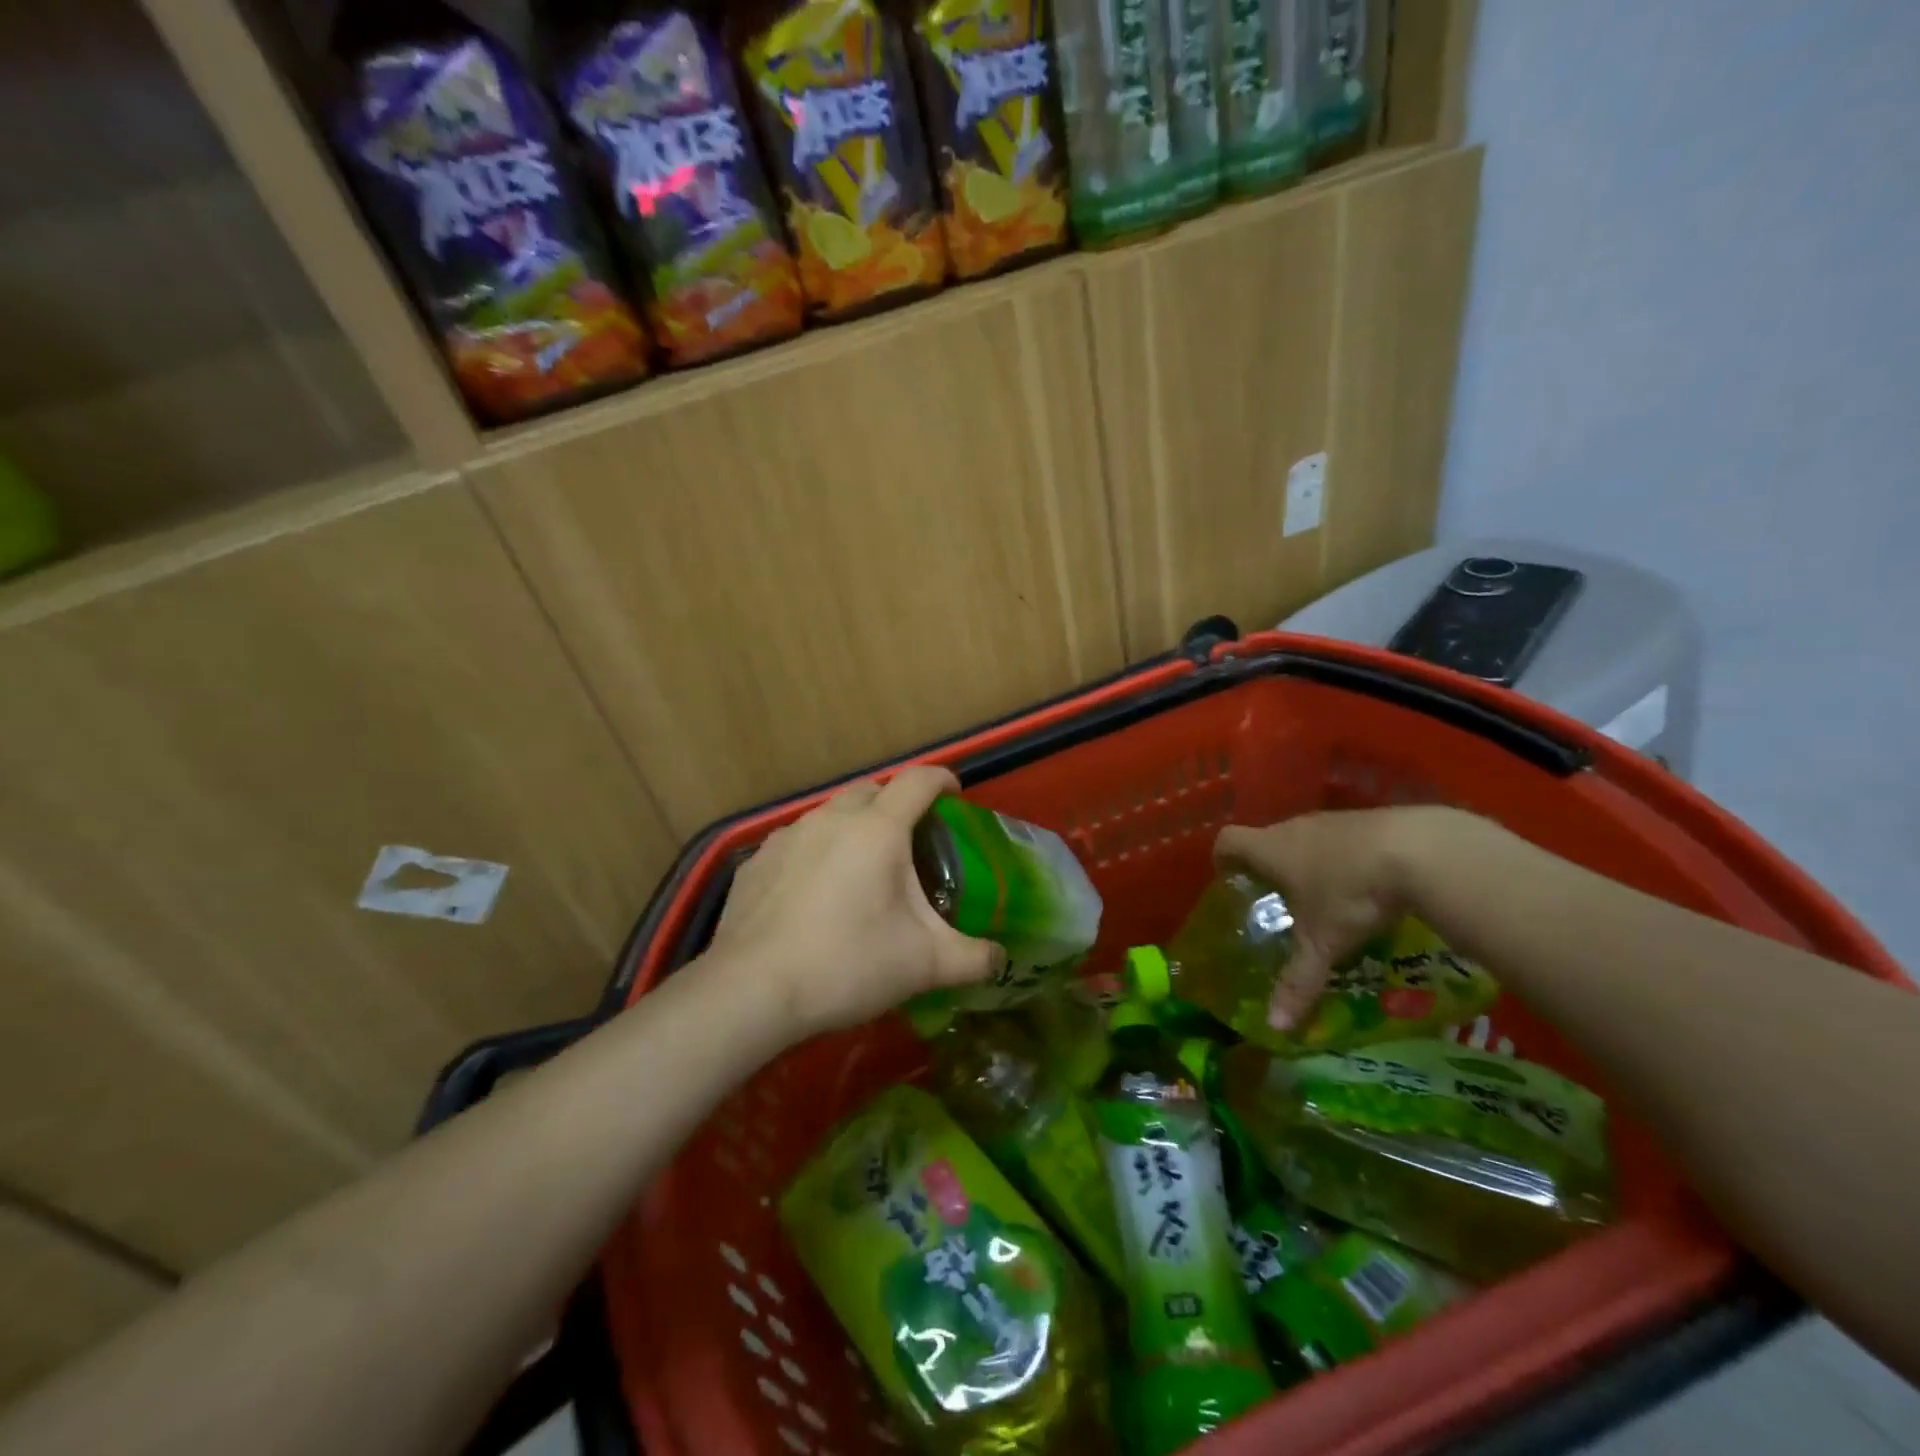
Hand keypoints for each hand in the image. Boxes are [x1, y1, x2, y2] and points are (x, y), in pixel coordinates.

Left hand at [707, 766, 1004, 1039]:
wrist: (752, 990)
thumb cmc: (847, 964)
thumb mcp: (924, 965)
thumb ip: (973, 959)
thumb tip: (1002, 960)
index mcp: (877, 829)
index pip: (918, 780)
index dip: (943, 780)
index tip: (955, 797)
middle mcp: (831, 818)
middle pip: (872, 790)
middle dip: (896, 803)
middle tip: (912, 840)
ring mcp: (787, 836)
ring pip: (830, 814)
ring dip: (853, 826)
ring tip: (862, 868)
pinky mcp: (755, 862)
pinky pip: (797, 842)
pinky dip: (816, 852)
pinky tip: (814, 893)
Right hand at [1213, 807, 1461, 1032]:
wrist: (1421, 850)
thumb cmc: (1350, 894)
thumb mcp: (1322, 944)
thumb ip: (1297, 982)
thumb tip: (1275, 1027)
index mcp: (1269, 850)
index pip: (1228, 842)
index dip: (1223, 859)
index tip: (1229, 880)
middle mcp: (1294, 828)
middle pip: (1266, 839)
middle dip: (1268, 867)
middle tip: (1279, 902)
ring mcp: (1333, 821)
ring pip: (1305, 838)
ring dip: (1307, 862)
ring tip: (1323, 898)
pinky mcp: (1369, 820)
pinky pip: (1341, 838)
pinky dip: (1343, 858)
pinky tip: (1364, 886)